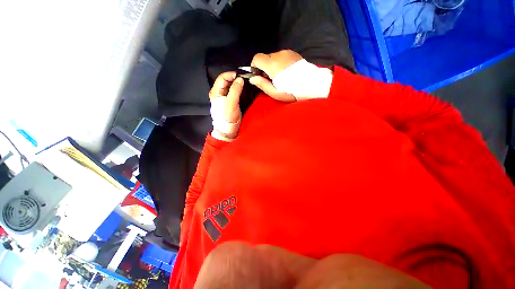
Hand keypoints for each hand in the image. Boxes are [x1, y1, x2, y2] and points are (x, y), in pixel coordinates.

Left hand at [209, 72, 243, 140]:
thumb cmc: (227, 117)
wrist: (229, 129)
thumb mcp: (231, 103)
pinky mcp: (231, 101)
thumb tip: (240, 79)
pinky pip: (235, 92)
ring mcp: (225, 97)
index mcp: (216, 92)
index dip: (231, 75)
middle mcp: (219, 92)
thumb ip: (235, 90)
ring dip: (238, 83)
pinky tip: (245, 89)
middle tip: (245, 78)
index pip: (222, 77)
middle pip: (227, 81)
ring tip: (246, 82)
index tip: (241, 75)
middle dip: (236, 78)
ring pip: (231, 86)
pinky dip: (239, 89)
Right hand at [250, 50, 302, 101]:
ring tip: (281, 76)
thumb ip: (262, 84)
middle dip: (264, 67)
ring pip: (274, 57)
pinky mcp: (294, 53)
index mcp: (272, 65)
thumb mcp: (275, 93)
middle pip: (265, 57)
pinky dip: (280, 63)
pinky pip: (282, 56)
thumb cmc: (292, 91)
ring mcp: (287, 53)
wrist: (312, 85)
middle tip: (271, 79)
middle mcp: (279, 55)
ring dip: (273, 65)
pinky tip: (287, 72)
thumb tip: (252, 78)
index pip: (257, 58)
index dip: (255, 66)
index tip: (258, 75)